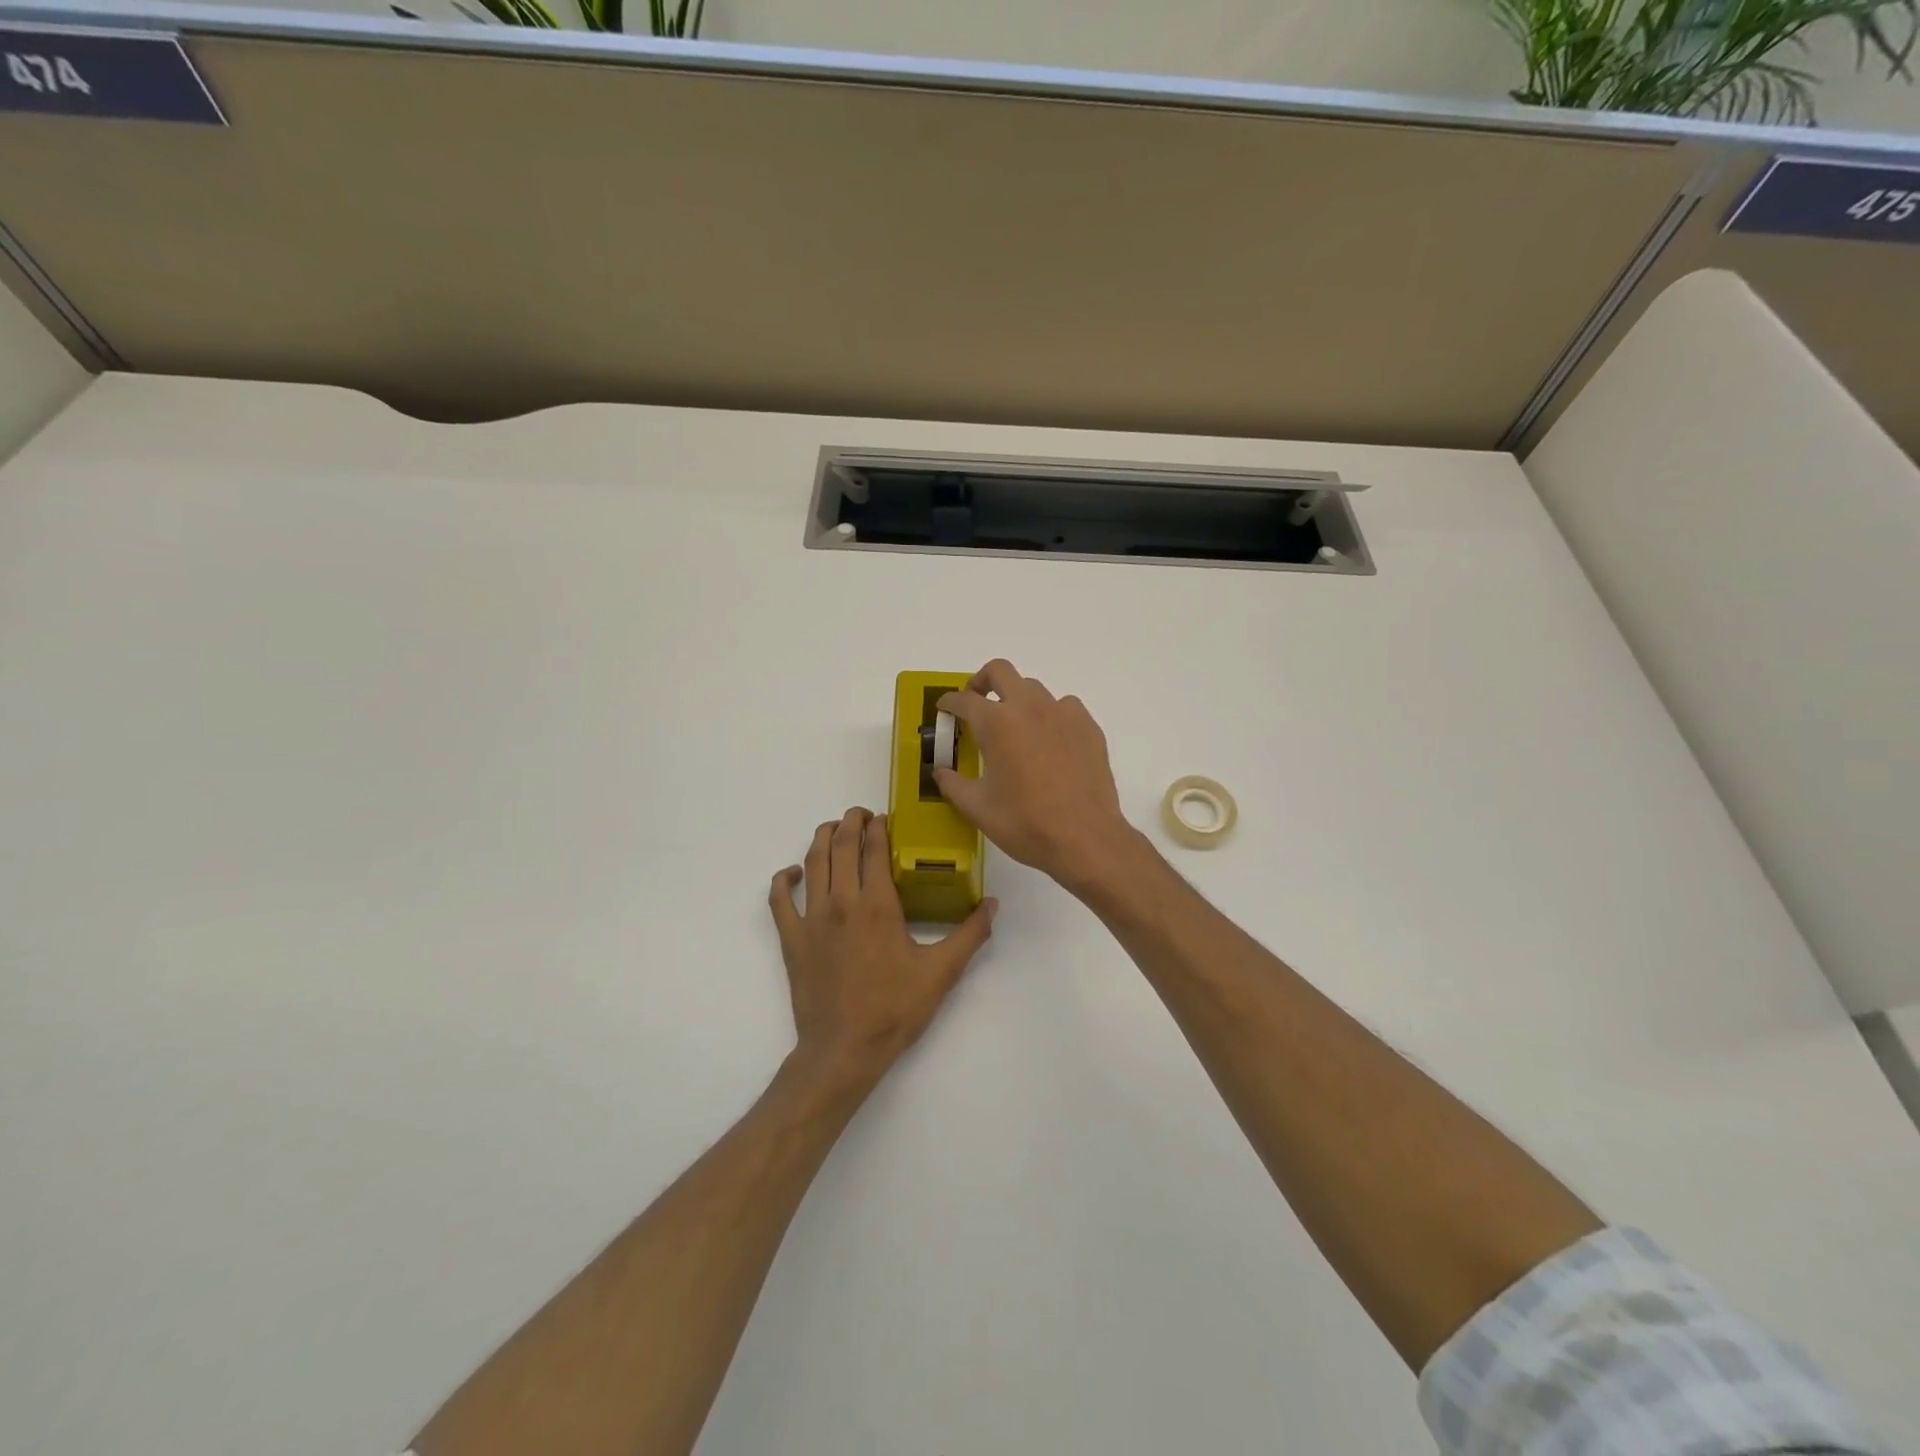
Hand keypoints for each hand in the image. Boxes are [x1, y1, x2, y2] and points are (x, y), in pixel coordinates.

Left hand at [769, 808, 996, 1094]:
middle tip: (861, 815)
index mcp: (877, 905)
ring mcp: (811, 919)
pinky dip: (783, 879)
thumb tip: (993, 904)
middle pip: (841, 846)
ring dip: (822, 839)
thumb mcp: (941, 972)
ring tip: (834, 828)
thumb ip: (970, 934)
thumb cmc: (894, 1010)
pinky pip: (779, 899)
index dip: (879, 827)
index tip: (884, 817)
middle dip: (851, 822)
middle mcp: (841, 901)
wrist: (844, 1050)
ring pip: (812, 863)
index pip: (874, 849)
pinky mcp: (791, 938)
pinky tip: (793, 873)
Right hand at [935, 659, 1140, 893]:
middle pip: (1000, 671)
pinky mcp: (1088, 727)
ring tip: (1014, 727)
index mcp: (997, 723)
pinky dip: (1049, 715)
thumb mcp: (977, 808)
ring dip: (1017, 699)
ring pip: (1034, 688)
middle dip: (982, 682)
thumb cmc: (1025, 823)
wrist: (1085, 839)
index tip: (945, 709)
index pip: (964, 700)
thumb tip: (940, 771)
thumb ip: (952, 784)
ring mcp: (1063, 713)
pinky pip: (1064, 707)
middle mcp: (1029, 707)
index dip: (949, 703)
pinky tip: (1049, 742)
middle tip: (976, 703)